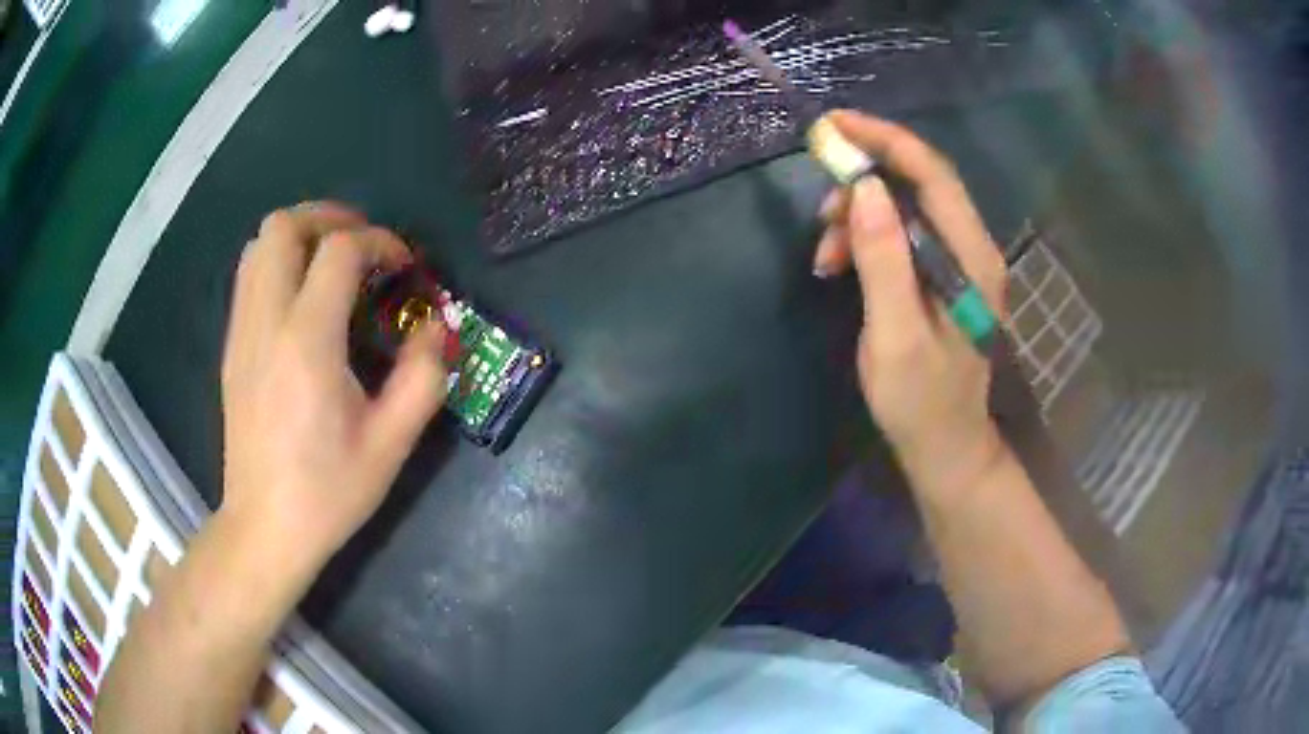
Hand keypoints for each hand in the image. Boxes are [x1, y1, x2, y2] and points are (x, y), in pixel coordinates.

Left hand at [220, 202, 447, 565]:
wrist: (265, 528)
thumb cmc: (328, 491)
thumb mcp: (392, 443)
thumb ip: (424, 376)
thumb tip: (437, 328)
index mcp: (307, 342)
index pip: (339, 250)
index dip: (380, 241)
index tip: (403, 266)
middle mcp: (266, 322)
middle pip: (284, 226)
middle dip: (329, 218)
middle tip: (363, 245)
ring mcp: (242, 332)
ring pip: (259, 245)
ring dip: (300, 236)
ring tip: (332, 264)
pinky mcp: (232, 348)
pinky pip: (249, 276)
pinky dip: (279, 264)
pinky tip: (304, 301)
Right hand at [812, 112, 1008, 488]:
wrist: (946, 447)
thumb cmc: (922, 401)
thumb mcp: (896, 336)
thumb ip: (885, 261)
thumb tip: (867, 189)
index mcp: (971, 258)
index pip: (933, 174)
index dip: (885, 140)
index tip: (834, 126)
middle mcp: (971, 248)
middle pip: (920, 182)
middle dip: (865, 179)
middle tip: (821, 206)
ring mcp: (958, 261)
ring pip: (906, 207)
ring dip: (861, 215)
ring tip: (825, 251)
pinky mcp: (940, 275)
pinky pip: (901, 234)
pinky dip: (867, 238)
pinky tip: (840, 263)